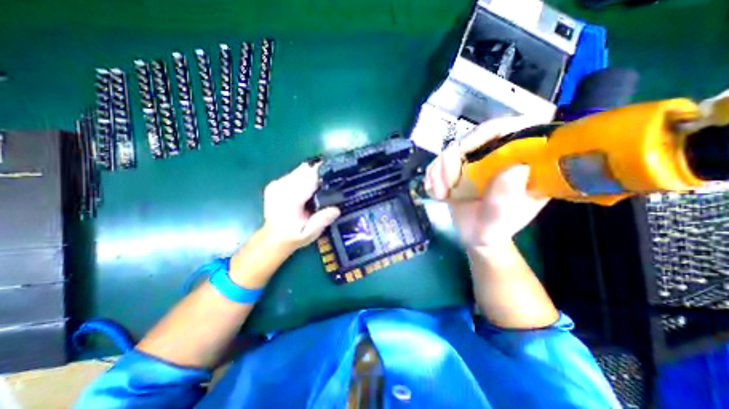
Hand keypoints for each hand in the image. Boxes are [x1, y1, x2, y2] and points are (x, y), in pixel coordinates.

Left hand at [263, 161, 342, 250]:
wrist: (273, 239)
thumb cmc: (294, 236)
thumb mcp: (310, 234)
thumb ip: (321, 221)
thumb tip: (336, 209)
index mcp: (289, 199)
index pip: (308, 177)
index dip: (323, 172)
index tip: (336, 172)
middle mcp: (281, 187)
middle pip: (304, 170)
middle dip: (319, 172)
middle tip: (332, 180)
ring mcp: (276, 184)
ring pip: (300, 170)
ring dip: (312, 175)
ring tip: (321, 185)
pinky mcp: (275, 183)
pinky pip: (294, 174)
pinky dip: (304, 177)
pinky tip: (309, 189)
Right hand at [426, 116, 549, 246]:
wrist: (475, 234)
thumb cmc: (494, 228)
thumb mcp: (502, 218)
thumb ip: (507, 199)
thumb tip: (516, 168)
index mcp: (521, 160)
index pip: (508, 129)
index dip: (482, 134)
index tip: (462, 153)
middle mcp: (498, 154)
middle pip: (471, 138)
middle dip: (451, 161)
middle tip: (444, 187)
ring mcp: (475, 159)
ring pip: (451, 150)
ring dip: (438, 171)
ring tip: (439, 194)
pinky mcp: (457, 167)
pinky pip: (439, 162)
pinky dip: (432, 175)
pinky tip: (433, 191)